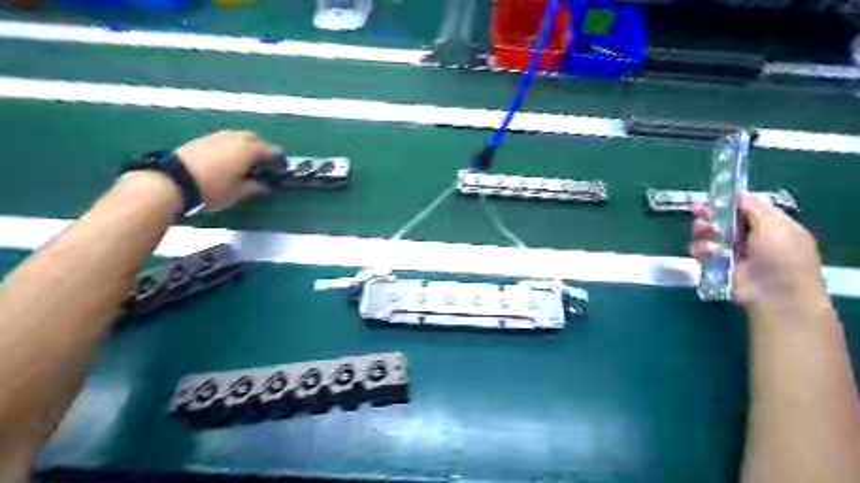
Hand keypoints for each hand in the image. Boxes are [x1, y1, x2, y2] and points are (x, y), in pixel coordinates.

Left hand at [174, 131, 281, 210]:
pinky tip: (228, 158)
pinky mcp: (201, 140)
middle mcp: (234, 138)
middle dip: (261, 147)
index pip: (270, 150)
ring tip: (246, 159)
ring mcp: (216, 137)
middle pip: (253, 138)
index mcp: (248, 150)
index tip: (281, 165)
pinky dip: (230, 146)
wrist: (173, 180)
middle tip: (264, 160)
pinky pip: (223, 139)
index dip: (277, 158)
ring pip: (237, 136)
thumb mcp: (238, 193)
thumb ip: (254, 188)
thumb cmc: (213, 188)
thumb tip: (265, 186)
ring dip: (244, 144)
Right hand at [687, 193, 825, 310]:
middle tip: (696, 210)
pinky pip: (703, 253)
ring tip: (700, 229)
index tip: (714, 196)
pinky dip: (701, 249)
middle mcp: (752, 239)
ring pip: (710, 236)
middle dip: (710, 215)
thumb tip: (741, 194)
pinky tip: (704, 250)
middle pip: (724, 221)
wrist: (775, 295)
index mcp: (772, 227)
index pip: (747, 209)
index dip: (730, 202)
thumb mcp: (775, 226)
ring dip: (703, 231)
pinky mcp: (719, 267)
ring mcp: (734, 253)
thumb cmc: (782, 258)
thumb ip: (755, 209)